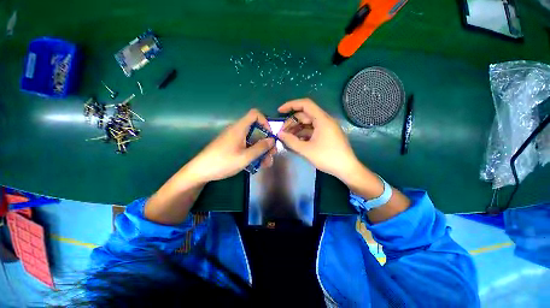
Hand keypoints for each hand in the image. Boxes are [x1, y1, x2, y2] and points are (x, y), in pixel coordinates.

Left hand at [185, 109, 275, 182]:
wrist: (200, 171)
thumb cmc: (223, 162)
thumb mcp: (245, 157)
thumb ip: (260, 148)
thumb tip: (272, 140)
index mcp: (239, 128)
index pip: (255, 114)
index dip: (265, 122)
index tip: (270, 136)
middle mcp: (237, 130)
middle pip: (256, 130)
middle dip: (266, 141)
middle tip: (272, 154)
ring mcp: (234, 139)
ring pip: (252, 140)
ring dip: (261, 150)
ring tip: (266, 163)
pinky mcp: (232, 146)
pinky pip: (246, 146)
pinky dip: (253, 153)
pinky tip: (257, 164)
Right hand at [277, 98, 358, 179]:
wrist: (347, 169)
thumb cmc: (327, 158)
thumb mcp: (306, 150)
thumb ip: (291, 141)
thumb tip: (279, 134)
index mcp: (322, 119)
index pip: (305, 104)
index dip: (291, 105)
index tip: (280, 111)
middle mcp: (325, 120)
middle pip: (305, 115)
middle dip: (292, 122)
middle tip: (282, 133)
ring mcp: (326, 128)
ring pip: (308, 123)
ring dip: (297, 129)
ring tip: (287, 138)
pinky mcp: (327, 135)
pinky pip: (312, 130)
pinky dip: (303, 134)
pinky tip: (296, 141)